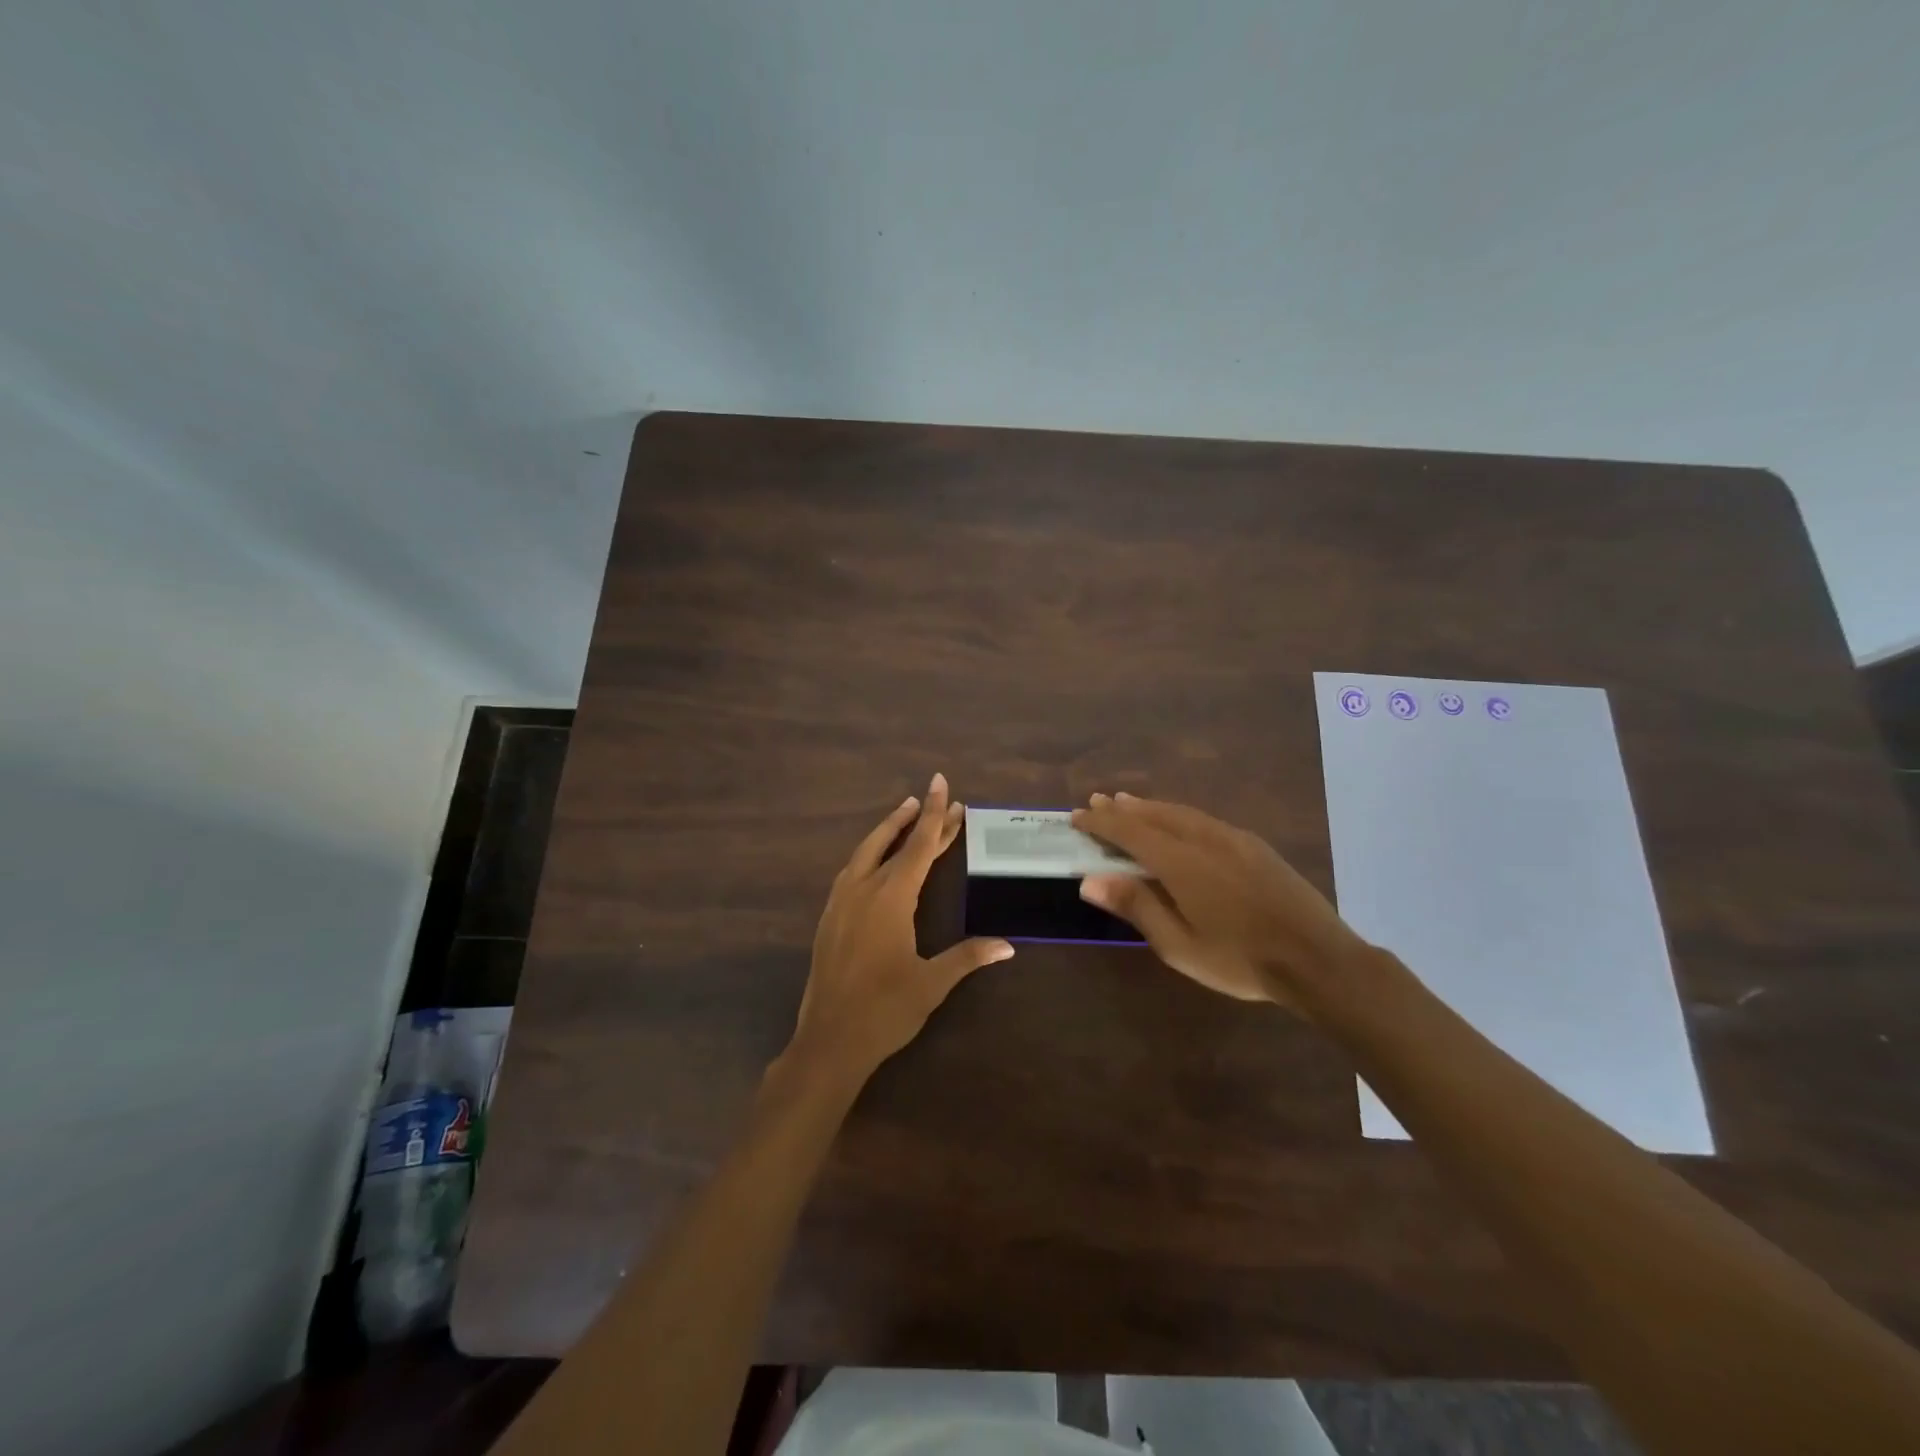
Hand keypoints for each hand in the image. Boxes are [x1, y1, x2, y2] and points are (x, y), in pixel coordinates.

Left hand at [787, 774, 1014, 1081]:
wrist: (829, 1040)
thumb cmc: (885, 1010)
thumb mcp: (932, 983)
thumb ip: (967, 957)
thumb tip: (1007, 945)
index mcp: (892, 897)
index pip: (920, 845)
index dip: (936, 815)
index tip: (942, 784)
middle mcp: (864, 889)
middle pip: (892, 841)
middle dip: (915, 817)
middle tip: (933, 795)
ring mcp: (841, 902)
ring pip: (866, 852)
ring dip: (888, 831)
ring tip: (906, 814)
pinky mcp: (829, 918)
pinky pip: (852, 870)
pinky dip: (870, 853)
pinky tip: (875, 861)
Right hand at [1072, 792, 1367, 1013]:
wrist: (1318, 959)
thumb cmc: (1240, 960)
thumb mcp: (1179, 945)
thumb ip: (1136, 906)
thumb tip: (1089, 880)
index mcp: (1181, 862)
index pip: (1130, 831)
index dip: (1101, 823)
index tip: (1077, 816)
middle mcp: (1204, 839)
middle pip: (1154, 815)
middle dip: (1122, 809)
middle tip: (1097, 801)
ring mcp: (1233, 839)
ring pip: (1181, 812)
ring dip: (1150, 807)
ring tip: (1128, 803)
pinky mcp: (1254, 846)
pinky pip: (1204, 819)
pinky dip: (1178, 814)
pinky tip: (1178, 821)